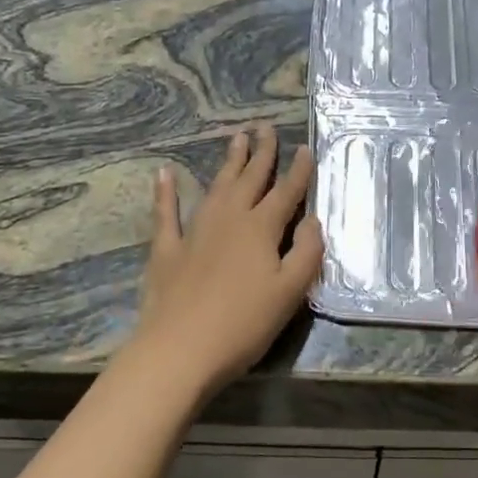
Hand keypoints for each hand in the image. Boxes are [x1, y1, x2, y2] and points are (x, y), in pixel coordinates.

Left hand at [130, 126, 323, 394]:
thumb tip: (313, 221)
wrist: (179, 350)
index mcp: (262, 229)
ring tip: (236, 139)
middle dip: (261, 153)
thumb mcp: (290, 292)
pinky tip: (164, 173)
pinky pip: (166, 213)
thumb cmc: (243, 325)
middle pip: (250, 179)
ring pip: (217, 188)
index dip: (299, 171)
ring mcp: (195, 232)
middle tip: (266, 127)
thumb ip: (307, 253)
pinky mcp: (167, 250)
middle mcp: (229, 220)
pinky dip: (165, 192)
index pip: (286, 193)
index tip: (306, 148)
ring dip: (228, 163)